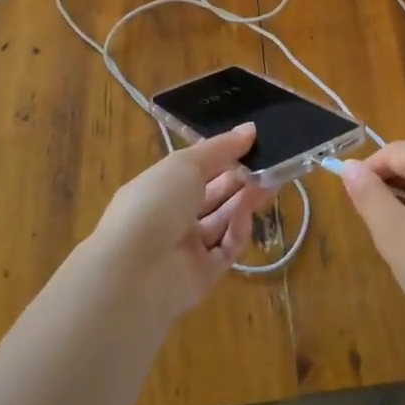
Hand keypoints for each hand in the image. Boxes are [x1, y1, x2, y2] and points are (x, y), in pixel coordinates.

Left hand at [86, 123, 273, 322]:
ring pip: (223, 221)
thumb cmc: (154, 204)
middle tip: (270, 166)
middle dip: (240, 180)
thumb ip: (220, 148)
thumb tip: (250, 129)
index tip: (253, 144)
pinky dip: (237, 233)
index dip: (223, 157)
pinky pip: (226, 249)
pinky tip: (245, 218)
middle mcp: (171, 216)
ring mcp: (185, 248)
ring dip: (245, 202)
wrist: (134, 272)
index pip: (196, 169)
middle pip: (213, 195)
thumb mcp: (185, 164)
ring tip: (270, 184)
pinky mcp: (202, 275)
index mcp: (160, 187)